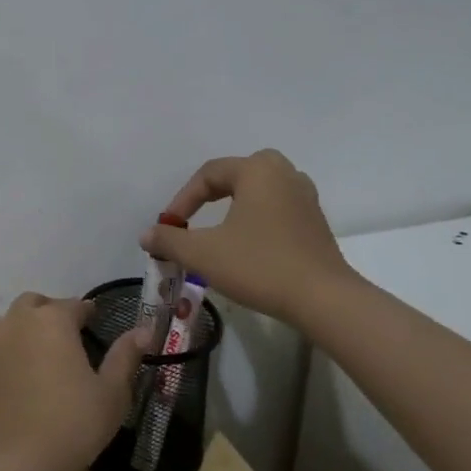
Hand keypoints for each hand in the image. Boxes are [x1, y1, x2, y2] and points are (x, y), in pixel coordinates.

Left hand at [0, 293, 148, 470]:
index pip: (74, 304)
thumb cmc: (74, 423)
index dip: (88, 312)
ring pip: (14, 320)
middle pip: (36, 303)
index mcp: (53, 321)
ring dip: (31, 325)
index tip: (97, 321)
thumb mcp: (111, 392)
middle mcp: (20, 324)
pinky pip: (4, 347)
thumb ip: (125, 356)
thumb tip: (144, 329)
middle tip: (73, 334)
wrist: (19, 462)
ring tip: (51, 351)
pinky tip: (33, 375)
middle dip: (54, 311)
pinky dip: (18, 349)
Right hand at [141, 150, 357, 330]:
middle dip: (213, 191)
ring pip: (263, 188)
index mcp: (257, 171)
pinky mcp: (316, 222)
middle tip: (197, 214)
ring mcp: (305, 197)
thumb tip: (147, 234)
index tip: (169, 227)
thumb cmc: (259, 266)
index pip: (209, 174)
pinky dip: (258, 216)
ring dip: (238, 202)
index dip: (183, 199)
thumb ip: (170, 240)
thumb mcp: (203, 254)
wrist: (323, 299)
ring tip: (221, 226)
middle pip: (240, 171)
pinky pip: (279, 206)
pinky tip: (250, 242)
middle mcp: (284, 174)